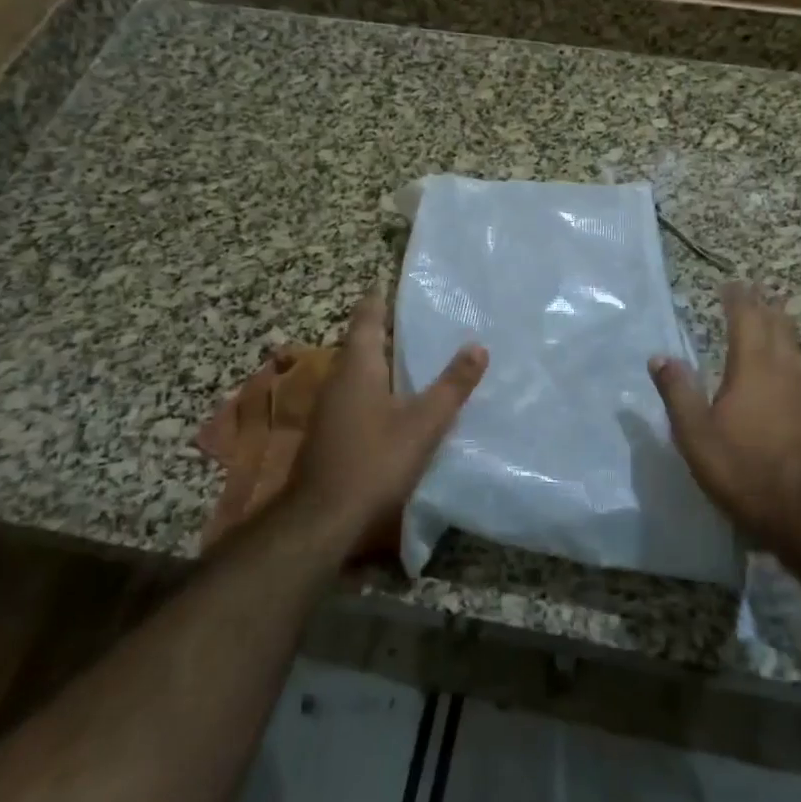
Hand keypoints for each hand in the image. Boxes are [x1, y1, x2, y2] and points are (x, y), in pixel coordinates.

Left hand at [288, 293, 487, 550]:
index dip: (379, 298)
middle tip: (420, 318)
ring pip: (358, 370)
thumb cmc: (374, 461)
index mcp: (358, 365)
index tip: (394, 283)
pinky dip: (377, 386)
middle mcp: (339, 378)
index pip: (366, 317)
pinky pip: (356, 394)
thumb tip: (478, 346)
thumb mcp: (424, 424)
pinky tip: (397, 400)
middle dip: (386, 329)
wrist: (322, 518)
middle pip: (361, 342)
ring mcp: (330, 407)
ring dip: (382, 360)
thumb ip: (452, 385)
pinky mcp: (330, 431)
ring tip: (416, 355)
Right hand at [649, 281, 800, 549]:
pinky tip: (785, 360)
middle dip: (761, 303)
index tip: (728, 284)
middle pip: (776, 322)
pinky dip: (789, 348)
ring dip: (779, 323)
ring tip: (767, 316)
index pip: (746, 317)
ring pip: (793, 341)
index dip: (737, 298)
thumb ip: (677, 391)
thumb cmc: (741, 468)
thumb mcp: (695, 434)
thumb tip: (660, 357)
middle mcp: (784, 367)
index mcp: (753, 366)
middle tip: (749, 290)